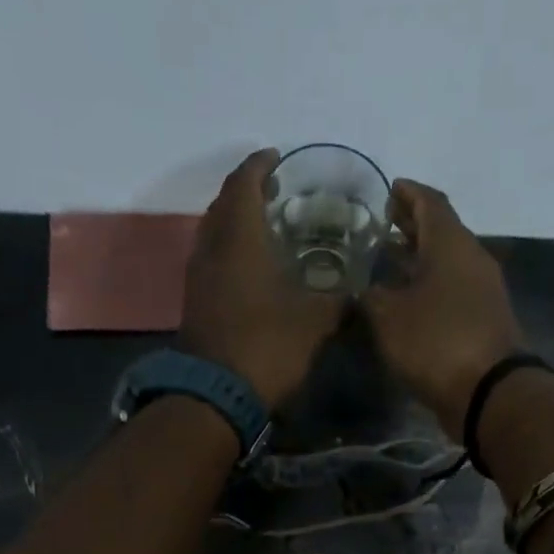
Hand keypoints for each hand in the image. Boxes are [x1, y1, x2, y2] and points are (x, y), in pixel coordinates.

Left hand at [180, 148, 344, 408]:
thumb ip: (338, 300)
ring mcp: (198, 277)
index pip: (244, 182)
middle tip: (275, 191)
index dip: (260, 165)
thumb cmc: (267, 347)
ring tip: (266, 226)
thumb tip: (358, 292)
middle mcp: (211, 248)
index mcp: (239, 238)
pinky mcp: (196, 302)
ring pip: (215, 232)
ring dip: (236, 221)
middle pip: (224, 203)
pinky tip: (253, 266)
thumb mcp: (315, 322)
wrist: (215, 396)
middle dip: (247, 190)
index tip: (278, 158)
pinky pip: (212, 259)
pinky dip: (231, 250)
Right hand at [364, 180, 524, 436]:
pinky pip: (452, 290)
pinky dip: (430, 286)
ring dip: (419, 259)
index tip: (388, 189)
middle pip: (441, 231)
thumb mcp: (389, 317)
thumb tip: (367, 290)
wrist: (488, 391)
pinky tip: (407, 300)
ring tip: (388, 262)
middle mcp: (471, 259)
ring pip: (447, 262)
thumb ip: (372, 296)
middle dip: (412, 225)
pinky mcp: (483, 320)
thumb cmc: (435, 342)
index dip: (408, 193)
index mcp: (451, 244)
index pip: (430, 203)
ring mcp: (482, 291)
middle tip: (383, 224)